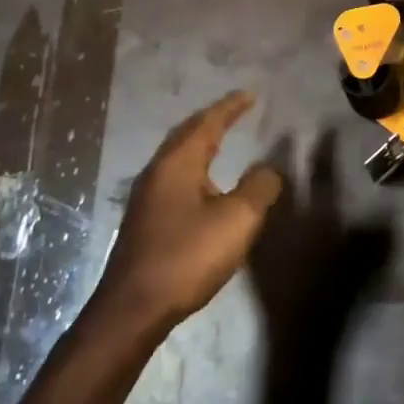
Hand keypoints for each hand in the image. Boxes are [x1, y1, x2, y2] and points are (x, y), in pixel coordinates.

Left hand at [93, 91, 282, 326]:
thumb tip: (269, 170)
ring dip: (199, 142)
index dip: (230, 108)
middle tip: (234, 110)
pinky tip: (202, 184)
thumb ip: (259, 188)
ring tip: (220, 139)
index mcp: (178, 164)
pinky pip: (173, 177)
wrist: (133, 308)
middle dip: (211, 120)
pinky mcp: (145, 221)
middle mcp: (157, 172)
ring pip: (177, 156)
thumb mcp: (237, 220)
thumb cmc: (187, 256)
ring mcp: (146, 198)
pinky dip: (194, 166)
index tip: (249, 95)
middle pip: (186, 134)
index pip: (207, 124)